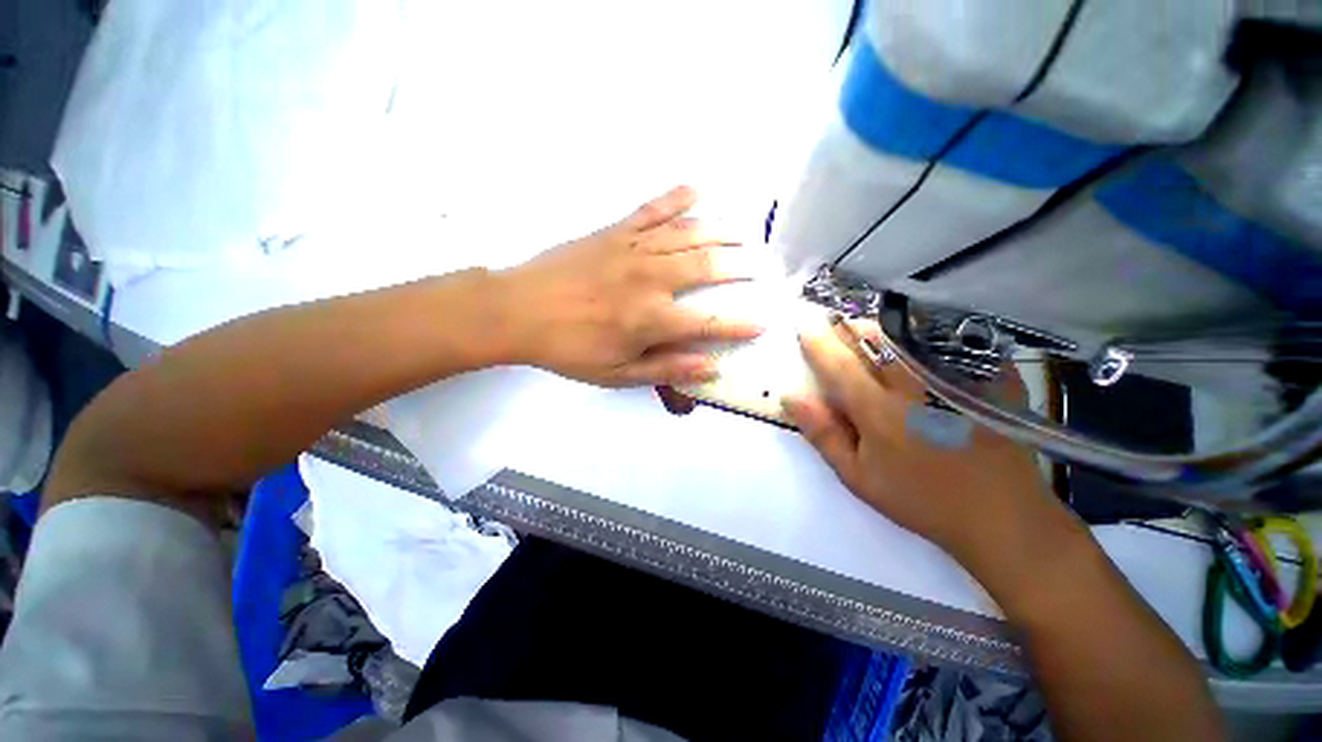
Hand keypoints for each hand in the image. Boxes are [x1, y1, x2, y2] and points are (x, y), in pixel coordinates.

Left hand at [497, 186, 765, 386]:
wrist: (518, 311)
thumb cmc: (568, 349)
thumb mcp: (616, 373)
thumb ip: (665, 368)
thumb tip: (710, 367)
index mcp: (652, 319)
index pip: (710, 323)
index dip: (740, 325)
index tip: (764, 324)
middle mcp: (651, 279)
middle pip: (708, 268)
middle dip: (740, 268)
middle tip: (761, 266)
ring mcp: (633, 249)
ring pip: (688, 234)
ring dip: (721, 231)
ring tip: (744, 232)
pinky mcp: (614, 231)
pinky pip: (651, 210)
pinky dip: (675, 198)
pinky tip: (695, 190)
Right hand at [782, 319, 1072, 565]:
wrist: (1001, 515)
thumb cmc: (919, 498)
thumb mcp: (857, 476)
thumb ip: (822, 434)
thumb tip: (791, 397)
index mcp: (879, 411)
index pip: (838, 364)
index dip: (816, 341)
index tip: (803, 325)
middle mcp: (914, 386)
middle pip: (873, 338)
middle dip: (847, 327)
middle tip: (835, 327)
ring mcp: (953, 378)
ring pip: (906, 334)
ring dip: (879, 328)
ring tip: (866, 333)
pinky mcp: (985, 377)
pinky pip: (947, 340)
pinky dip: (921, 333)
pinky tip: (913, 342)